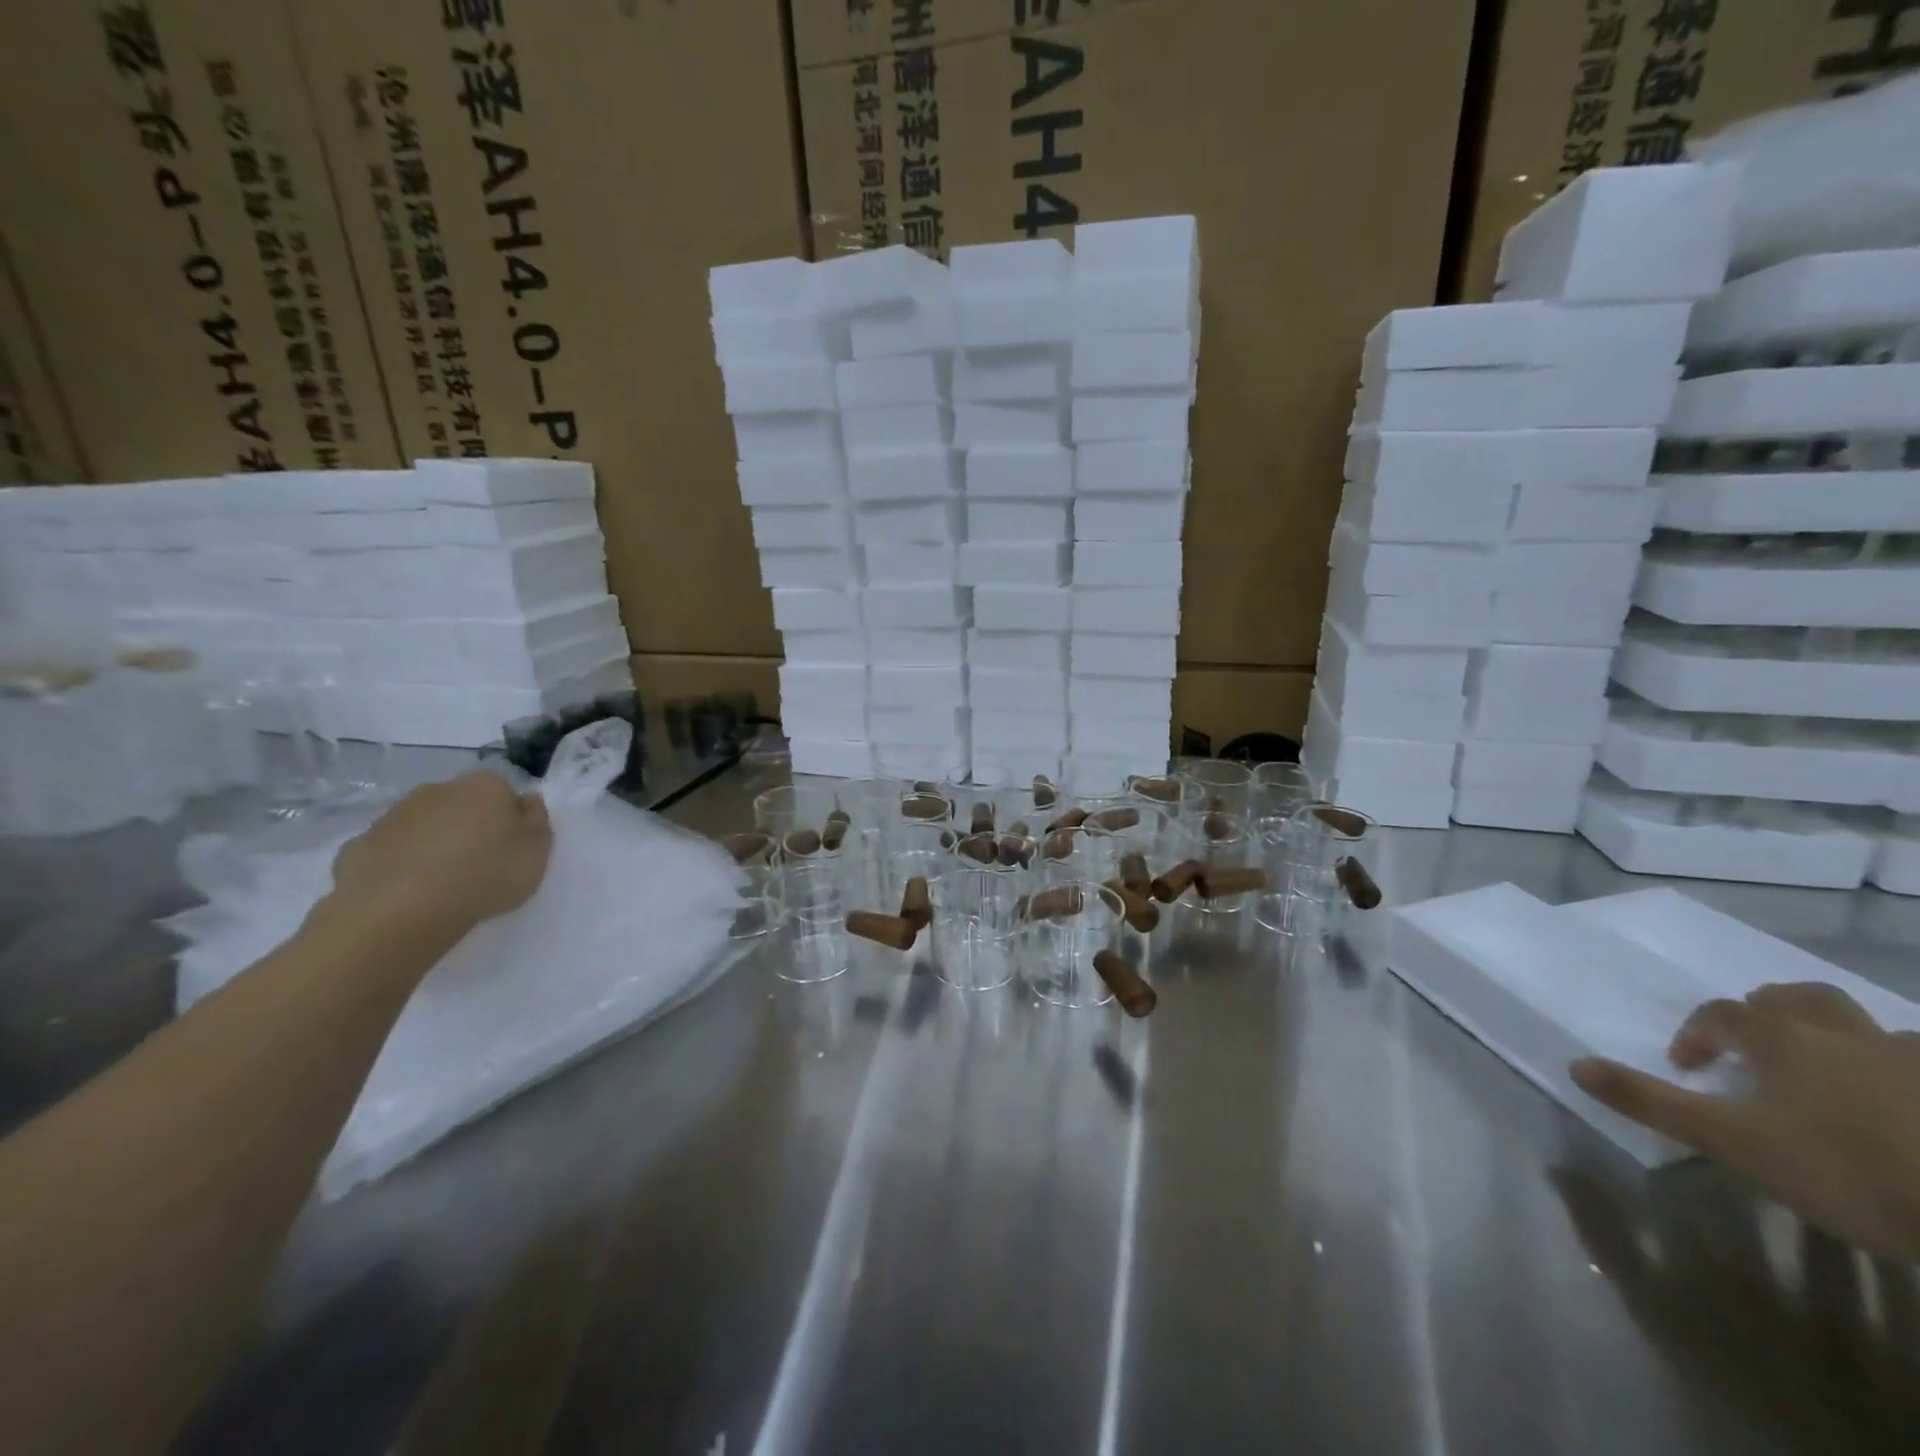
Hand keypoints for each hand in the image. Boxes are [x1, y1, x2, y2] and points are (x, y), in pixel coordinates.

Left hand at [331, 772, 552, 932]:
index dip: (510, 819)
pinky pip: (389, 852)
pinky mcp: (358, 846)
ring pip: (423, 826)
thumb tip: (525, 800)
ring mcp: (392, 816)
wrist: (401, 911)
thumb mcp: (537, 850)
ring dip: (433, 845)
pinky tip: (406, 893)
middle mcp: (437, 790)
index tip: (512, 848)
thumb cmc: (485, 874)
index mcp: (485, 786)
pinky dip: (398, 865)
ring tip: (442, 884)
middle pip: (462, 805)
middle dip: (469, 827)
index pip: (504, 792)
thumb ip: (536, 820)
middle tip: (479, 866)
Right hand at [1571, 983, 1919, 1261]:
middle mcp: (1845, 1033)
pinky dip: (1903, 1072)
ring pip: (1869, 1029)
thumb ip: (1651, 1101)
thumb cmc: (1844, 1169)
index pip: (1720, 1014)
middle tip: (1755, 1048)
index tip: (1688, 1069)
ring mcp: (1915, 1060)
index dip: (1696, 1034)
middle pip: (1798, 998)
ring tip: (1832, 1078)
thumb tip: (1575, 1064)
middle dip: (1768, 1011)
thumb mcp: (1731, 1143)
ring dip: (1841, 1040)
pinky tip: (1901, 1105)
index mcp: (1782, 1037)